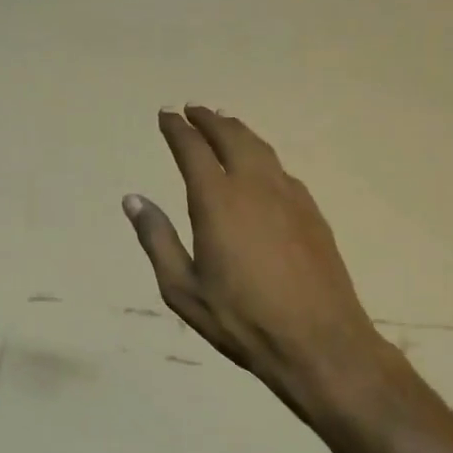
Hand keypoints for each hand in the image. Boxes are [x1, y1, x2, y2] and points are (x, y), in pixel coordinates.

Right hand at [124, 107, 403, 422]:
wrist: (318, 341)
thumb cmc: (241, 319)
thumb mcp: (183, 289)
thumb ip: (157, 239)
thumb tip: (133, 200)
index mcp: (217, 201)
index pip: (192, 149)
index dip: (177, 129)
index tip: (165, 114)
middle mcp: (254, 186)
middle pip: (231, 137)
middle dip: (209, 120)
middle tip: (193, 110)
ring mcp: (289, 196)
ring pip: (261, 148)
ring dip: (238, 131)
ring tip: (225, 123)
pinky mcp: (312, 212)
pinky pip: (281, 169)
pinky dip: (263, 155)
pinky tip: (261, 166)